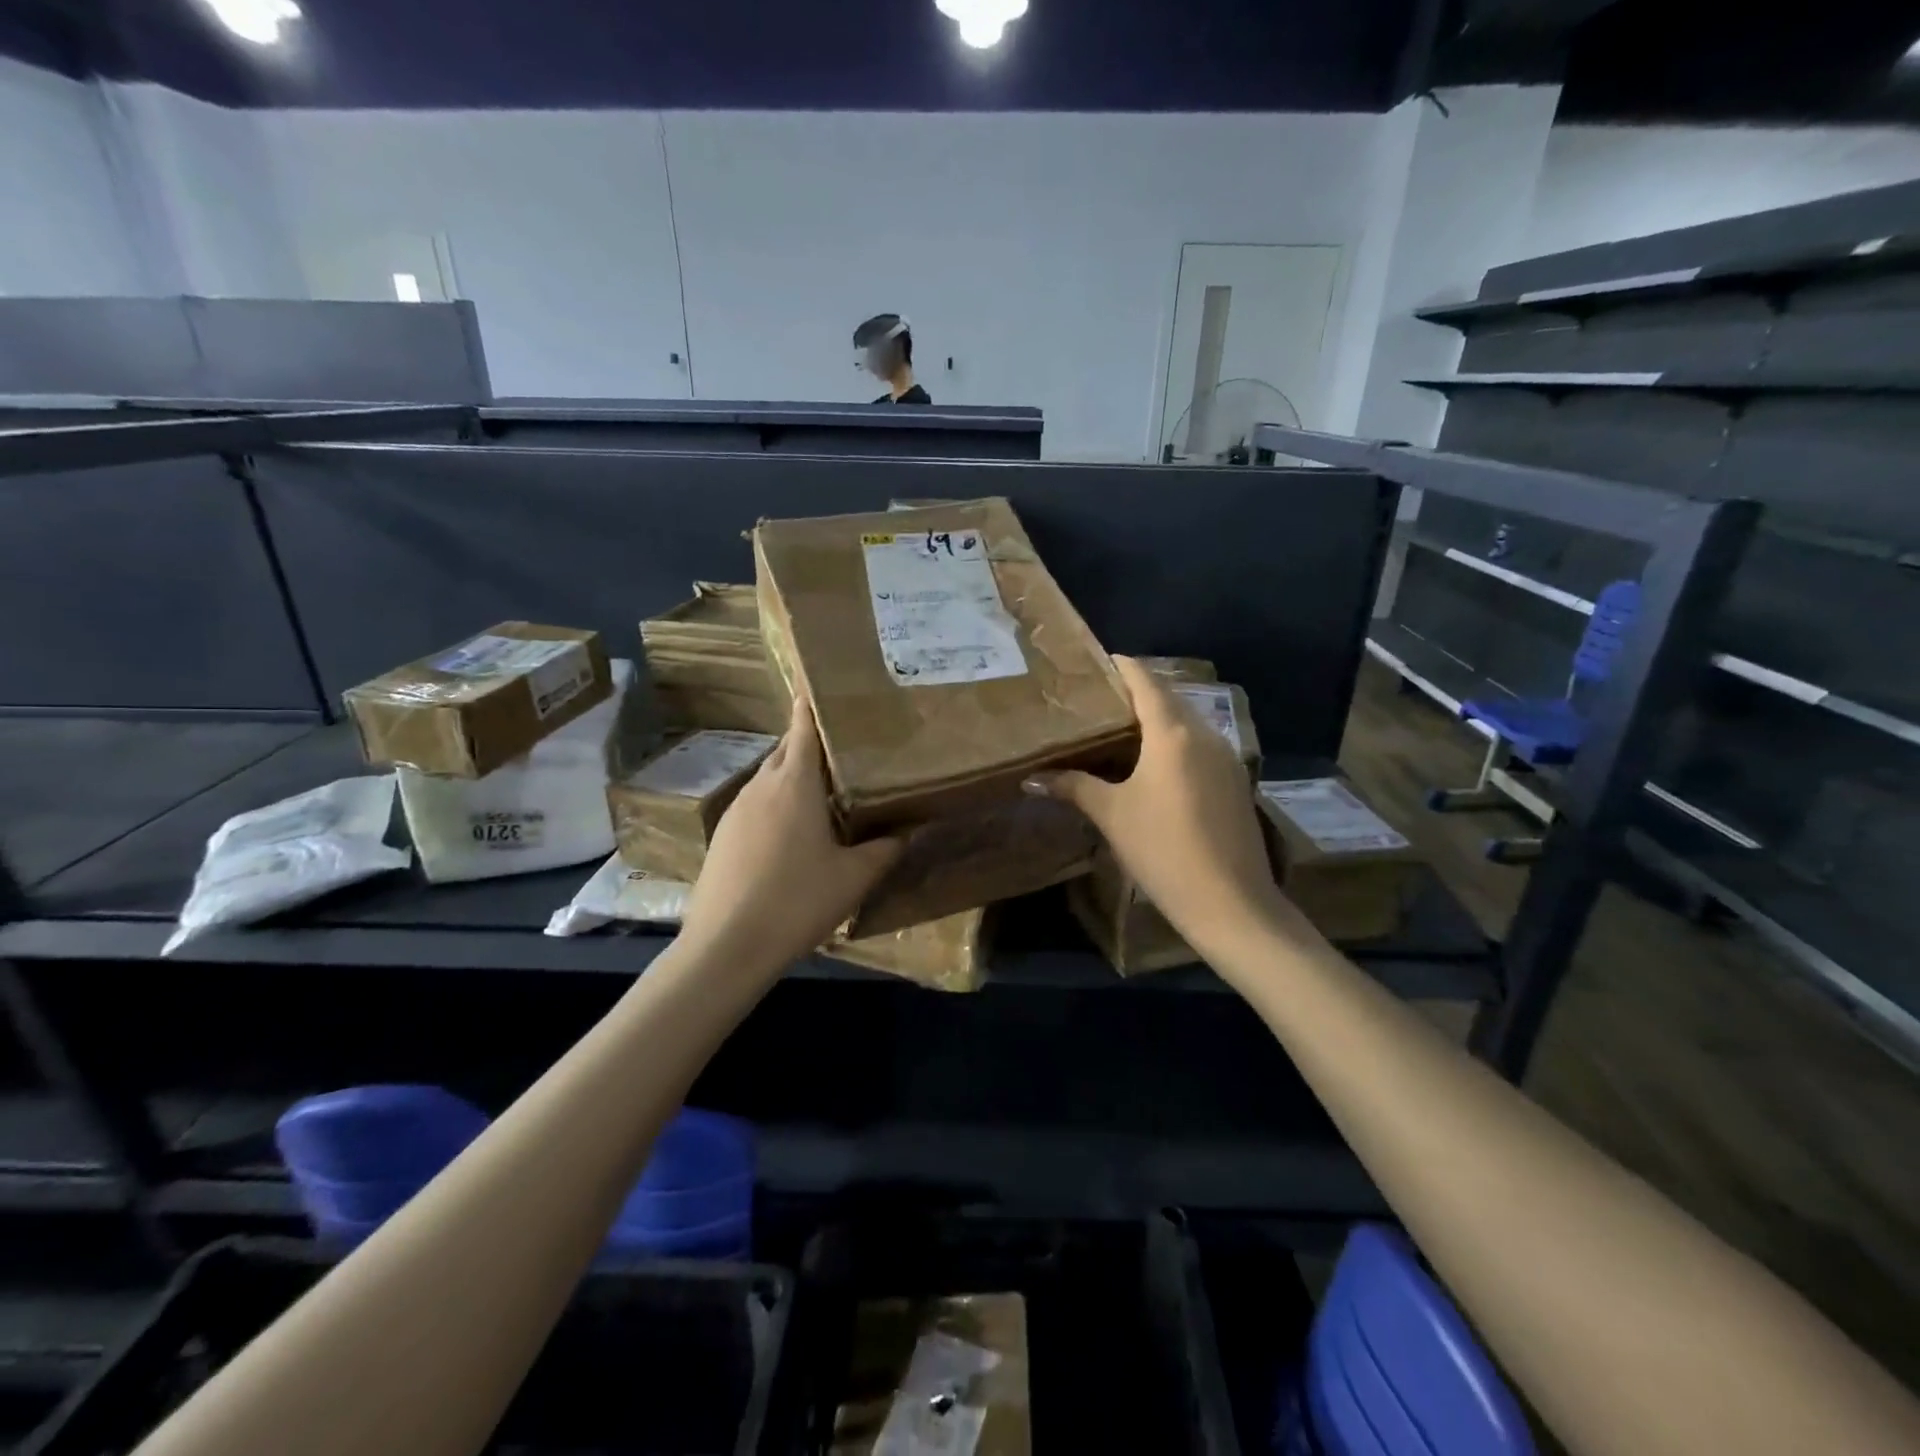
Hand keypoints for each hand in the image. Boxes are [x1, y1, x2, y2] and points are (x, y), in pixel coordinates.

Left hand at [679, 693, 902, 975]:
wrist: (726, 947)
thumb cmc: (797, 901)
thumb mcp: (854, 878)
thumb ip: (884, 848)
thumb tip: (908, 829)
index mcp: (795, 783)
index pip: (803, 727)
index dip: (813, 704)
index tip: (824, 687)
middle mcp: (762, 785)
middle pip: (786, 749)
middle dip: (810, 742)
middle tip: (843, 747)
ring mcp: (736, 810)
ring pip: (769, 777)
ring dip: (793, 775)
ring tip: (825, 789)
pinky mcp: (723, 835)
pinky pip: (756, 803)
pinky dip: (777, 802)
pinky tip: (793, 831)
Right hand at [1027, 656, 1281, 956]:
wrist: (1230, 903)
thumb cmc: (1163, 849)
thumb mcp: (1112, 815)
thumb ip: (1073, 787)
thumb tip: (1031, 778)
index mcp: (1173, 733)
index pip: (1145, 681)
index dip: (1121, 666)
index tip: (1095, 661)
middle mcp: (1204, 734)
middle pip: (1168, 698)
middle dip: (1135, 692)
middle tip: (1097, 698)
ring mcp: (1225, 757)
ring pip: (1186, 722)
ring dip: (1156, 718)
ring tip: (1118, 727)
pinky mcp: (1234, 781)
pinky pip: (1198, 745)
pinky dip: (1173, 742)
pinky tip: (1151, 763)